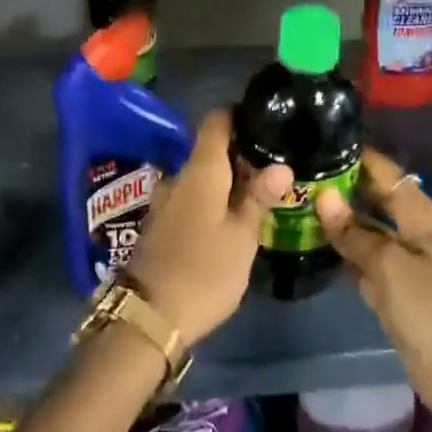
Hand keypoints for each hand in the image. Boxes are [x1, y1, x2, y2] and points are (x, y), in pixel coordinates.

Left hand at [127, 109, 292, 348]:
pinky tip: (230, 218)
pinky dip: (211, 199)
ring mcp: (164, 200)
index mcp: (200, 171)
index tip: (263, 121)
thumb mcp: (242, 237)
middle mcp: (178, 177)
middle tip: (273, 164)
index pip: (215, 121)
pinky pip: (190, 197)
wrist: (149, 316)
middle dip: (239, 153)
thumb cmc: (205, 271)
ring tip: (257, 193)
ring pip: (200, 177)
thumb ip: (259, 197)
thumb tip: (282, 165)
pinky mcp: (159, 223)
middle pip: (209, 150)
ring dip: (225, 180)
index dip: (238, 115)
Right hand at [314, 147, 431, 424]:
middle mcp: (411, 230)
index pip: (384, 172)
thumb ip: (355, 233)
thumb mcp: (390, 265)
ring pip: (364, 230)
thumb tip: (323, 196)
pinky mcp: (391, 289)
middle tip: (297, 173)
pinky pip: (361, 260)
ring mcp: (401, 261)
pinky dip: (340, 251)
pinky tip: (310, 242)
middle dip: (340, 187)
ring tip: (295, 201)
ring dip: (336, 220)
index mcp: (420, 215)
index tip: (318, 141)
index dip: (355, 156)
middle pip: (372, 198)